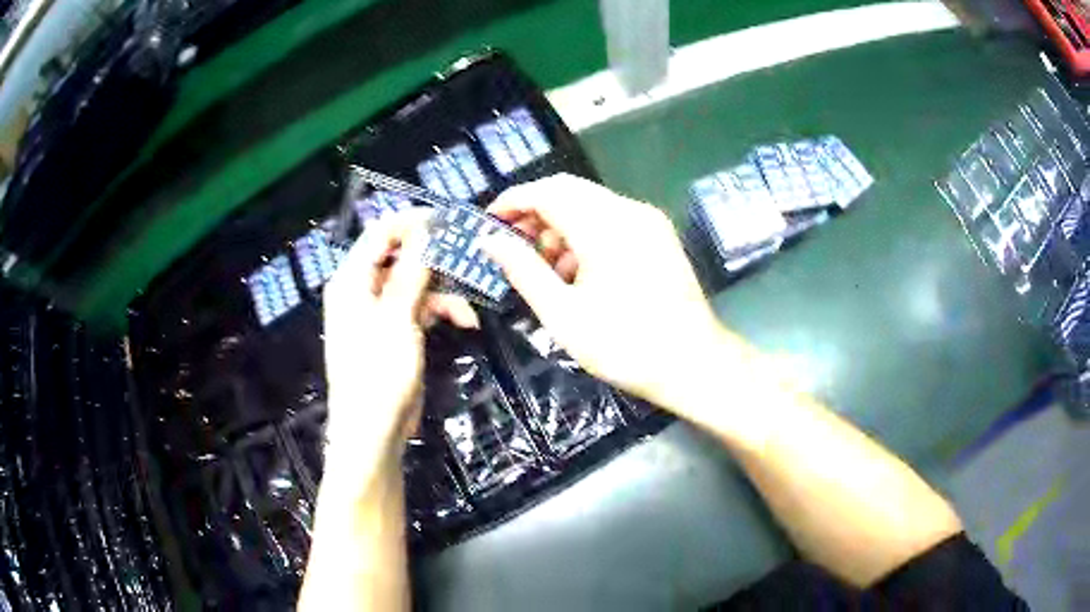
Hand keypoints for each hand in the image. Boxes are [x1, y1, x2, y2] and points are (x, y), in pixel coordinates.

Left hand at [322, 209, 476, 473]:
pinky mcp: (395, 331)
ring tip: (469, 309)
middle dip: (437, 260)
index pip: (381, 233)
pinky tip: (465, 322)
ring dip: (445, 291)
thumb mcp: (398, 318)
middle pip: (402, 256)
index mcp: (352, 280)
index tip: (450, 222)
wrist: (373, 431)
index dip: (414, 222)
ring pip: (416, 283)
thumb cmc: (378, 374)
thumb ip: (413, 271)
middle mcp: (363, 289)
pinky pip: (420, 307)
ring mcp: (379, 311)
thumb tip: (427, 229)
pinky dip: (441, 311)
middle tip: (470, 259)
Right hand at [484, 174, 728, 412]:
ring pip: (590, 204)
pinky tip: (578, 272)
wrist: (693, 363)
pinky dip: (586, 234)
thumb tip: (490, 240)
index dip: (512, 202)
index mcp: (604, 227)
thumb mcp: (562, 314)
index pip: (547, 192)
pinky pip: (611, 219)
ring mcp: (648, 221)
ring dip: (560, 225)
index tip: (488, 223)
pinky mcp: (658, 235)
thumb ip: (522, 270)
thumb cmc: (624, 345)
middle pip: (568, 191)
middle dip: (535, 212)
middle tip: (512, 244)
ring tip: (546, 268)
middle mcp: (629, 211)